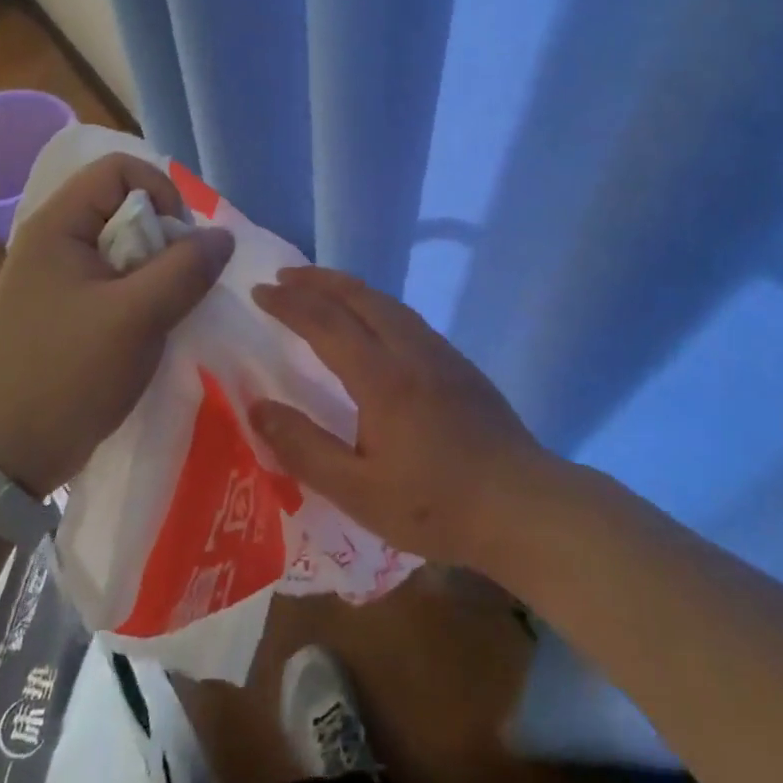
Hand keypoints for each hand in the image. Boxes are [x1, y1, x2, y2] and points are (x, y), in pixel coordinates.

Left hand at [0, 153, 234, 496]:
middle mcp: (54, 239)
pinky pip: (115, 275)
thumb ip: (186, 269)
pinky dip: (142, 289)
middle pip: (124, 204)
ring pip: (125, 243)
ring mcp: (57, 274)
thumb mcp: (137, 318)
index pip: (119, 169)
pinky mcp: (66, 305)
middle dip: (163, 236)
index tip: (179, 242)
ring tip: (167, 306)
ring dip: (156, 267)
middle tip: (177, 282)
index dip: (160, 193)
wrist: (8, 453)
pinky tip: (152, 322)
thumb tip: (223, 236)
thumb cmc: (69, 375)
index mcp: (57, 226)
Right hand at [249, 266, 551, 569]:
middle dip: (317, 280)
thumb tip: (258, 407)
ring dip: (348, 288)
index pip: (325, 322)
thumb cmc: (436, 505)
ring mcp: (440, 352)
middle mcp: (410, 350)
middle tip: (283, 276)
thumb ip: (305, 448)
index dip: (289, 303)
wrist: (523, 505)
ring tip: (320, 289)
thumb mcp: (358, 491)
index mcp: (382, 377)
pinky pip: (406, 316)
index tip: (259, 291)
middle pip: (359, 297)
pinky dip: (374, 304)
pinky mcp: (459, 364)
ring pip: (386, 302)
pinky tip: (372, 322)